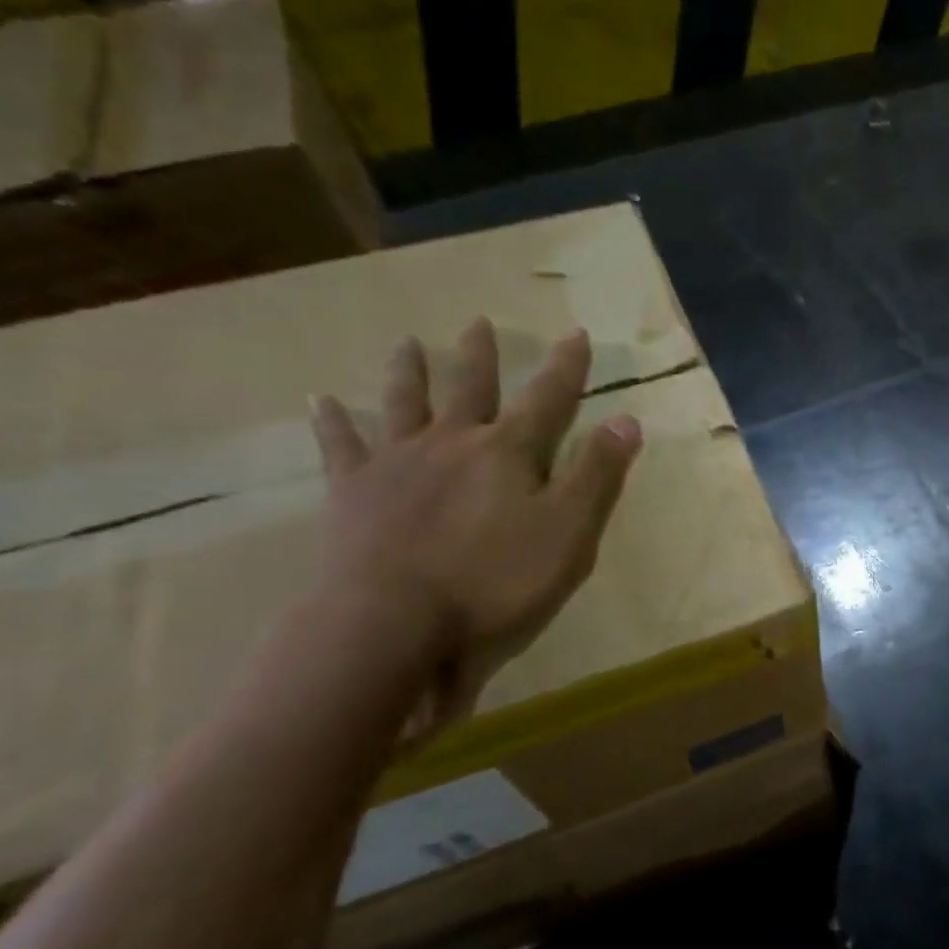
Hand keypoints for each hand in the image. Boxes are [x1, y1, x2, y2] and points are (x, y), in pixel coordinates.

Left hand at [309, 318, 642, 740]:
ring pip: (404, 404)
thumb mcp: (570, 532)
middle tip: (479, 323)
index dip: (567, 368)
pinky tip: (320, 400)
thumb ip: (598, 475)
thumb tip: (627, 419)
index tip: (576, 334)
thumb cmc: (497, 582)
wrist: (395, 625)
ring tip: (407, 342)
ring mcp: (397, 464)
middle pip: (470, 388)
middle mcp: (452, 443)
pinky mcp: (352, 493)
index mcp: (508, 452)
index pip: (549, 399)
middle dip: (481, 356)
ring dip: (410, 372)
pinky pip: (339, 447)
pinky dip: (331, 421)